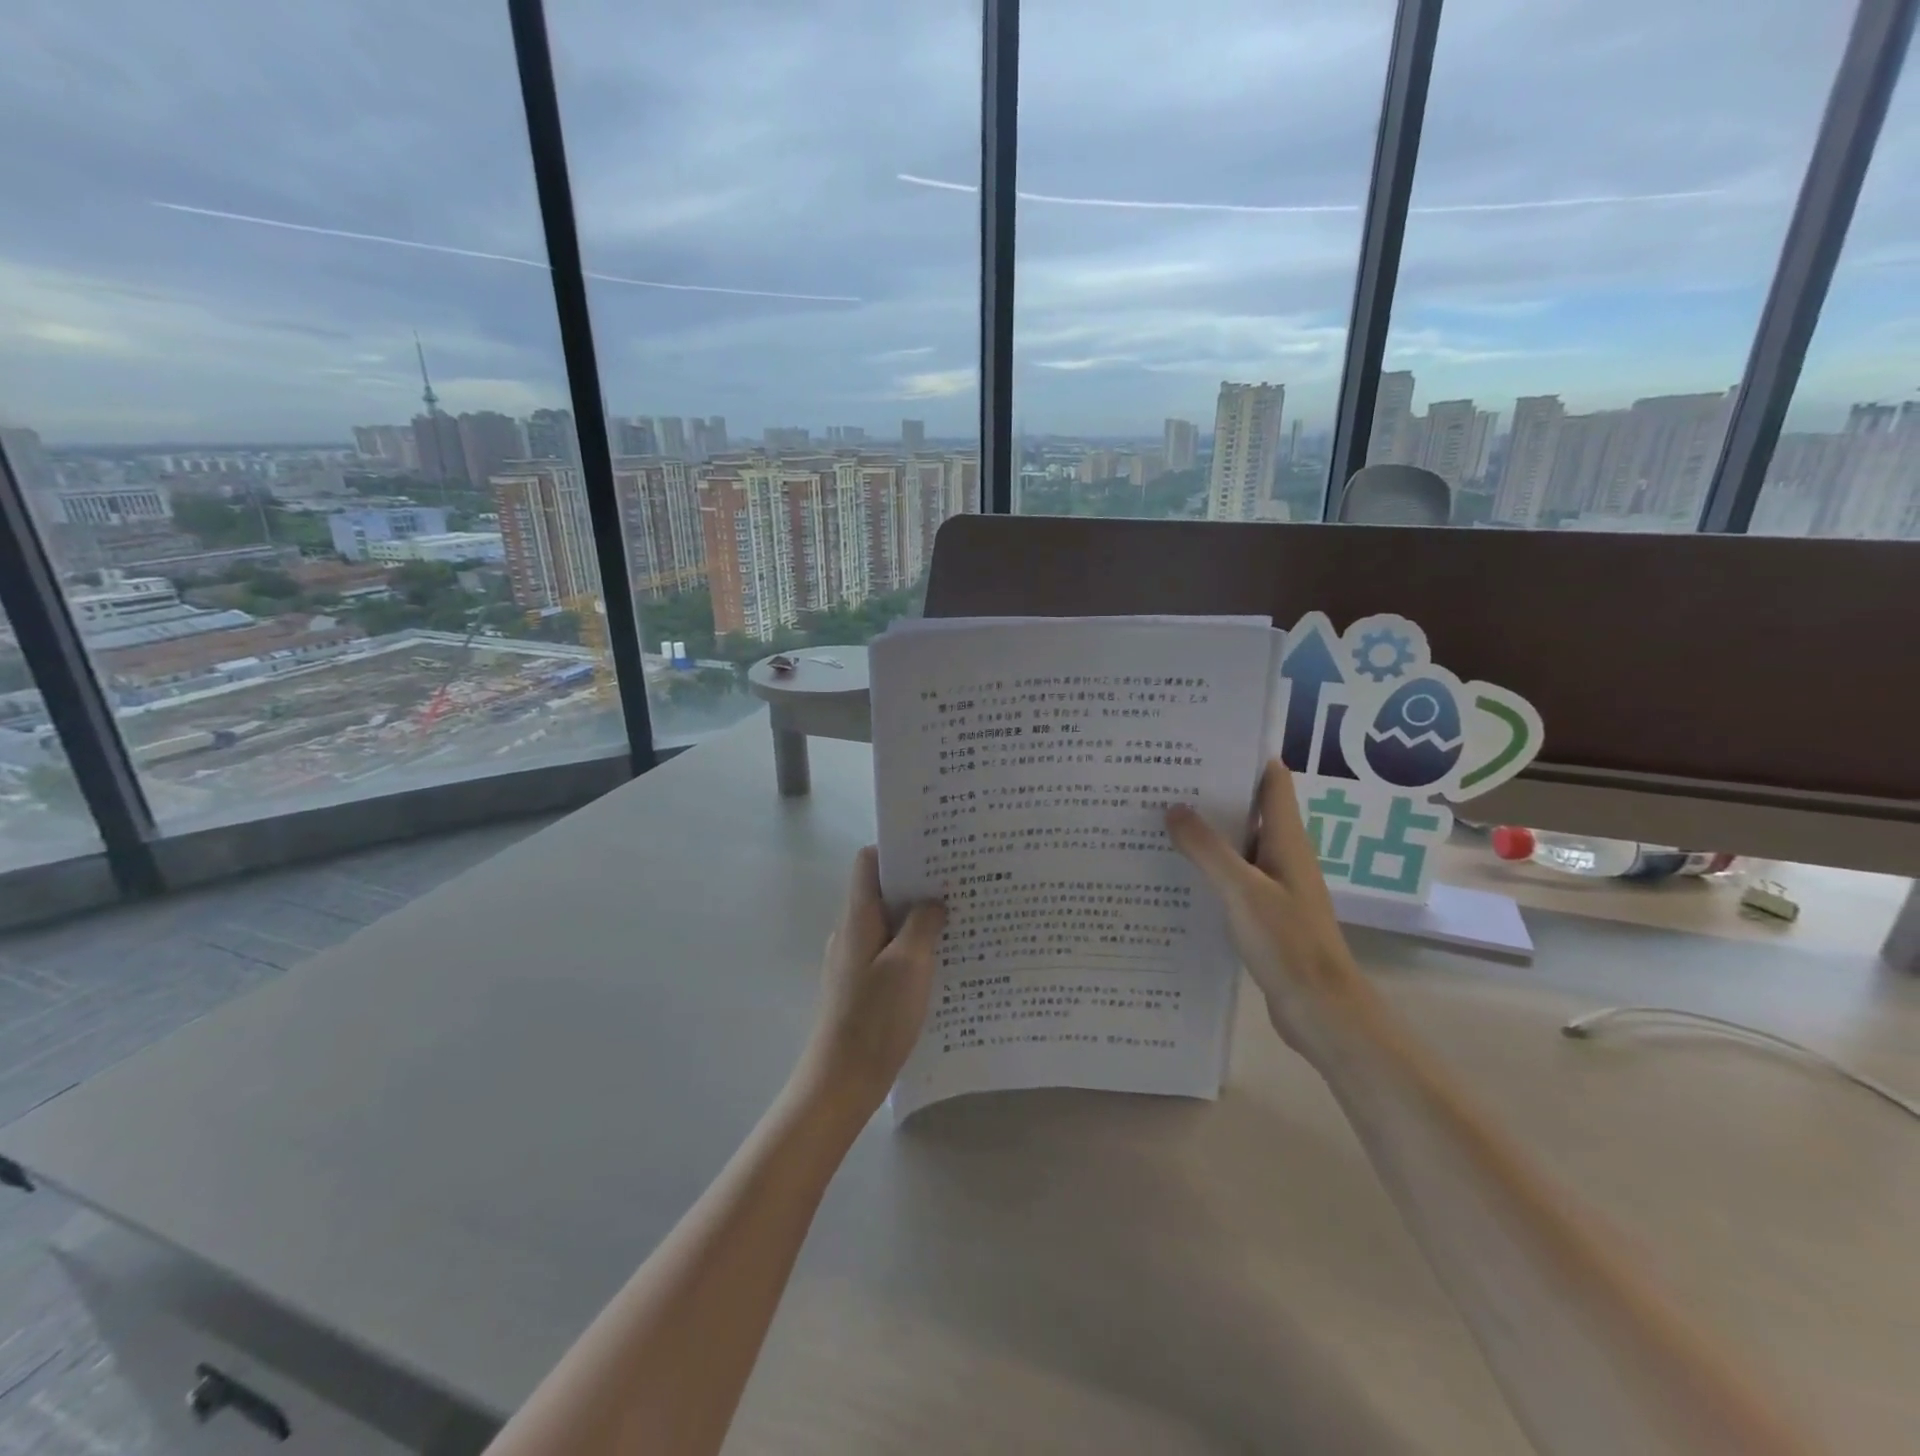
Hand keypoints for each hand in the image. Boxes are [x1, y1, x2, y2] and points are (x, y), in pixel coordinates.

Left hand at [796, 847, 946, 1116]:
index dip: (898, 849)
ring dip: (919, 918)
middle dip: (918, 884)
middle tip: (959, 883)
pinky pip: (889, 951)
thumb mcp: (909, 964)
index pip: (869, 862)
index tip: (934, 850)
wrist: (841, 1081)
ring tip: (958, 918)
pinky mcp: (861, 985)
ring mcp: (854, 959)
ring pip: (889, 923)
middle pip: (882, 891)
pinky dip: (913, 947)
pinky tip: (941, 961)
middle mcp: (851, 931)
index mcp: (858, 917)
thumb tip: (933, 900)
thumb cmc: (876, 1017)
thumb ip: (923, 924)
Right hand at [1165, 760, 1379, 1062]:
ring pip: (1236, 844)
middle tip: (1163, 778)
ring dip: (1205, 831)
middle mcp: (1282, 855)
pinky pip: (1231, 877)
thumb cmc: (1288, 943)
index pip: (1272, 780)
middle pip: (1249, 809)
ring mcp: (1273, 884)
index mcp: (1287, 840)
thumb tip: (1173, 807)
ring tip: (1158, 817)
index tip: (1202, 742)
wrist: (1320, 1010)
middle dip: (1211, 792)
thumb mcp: (1242, 891)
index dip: (1244, 756)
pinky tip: (1173, 871)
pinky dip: (1206, 867)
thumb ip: (1207, 849)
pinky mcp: (1263, 912)